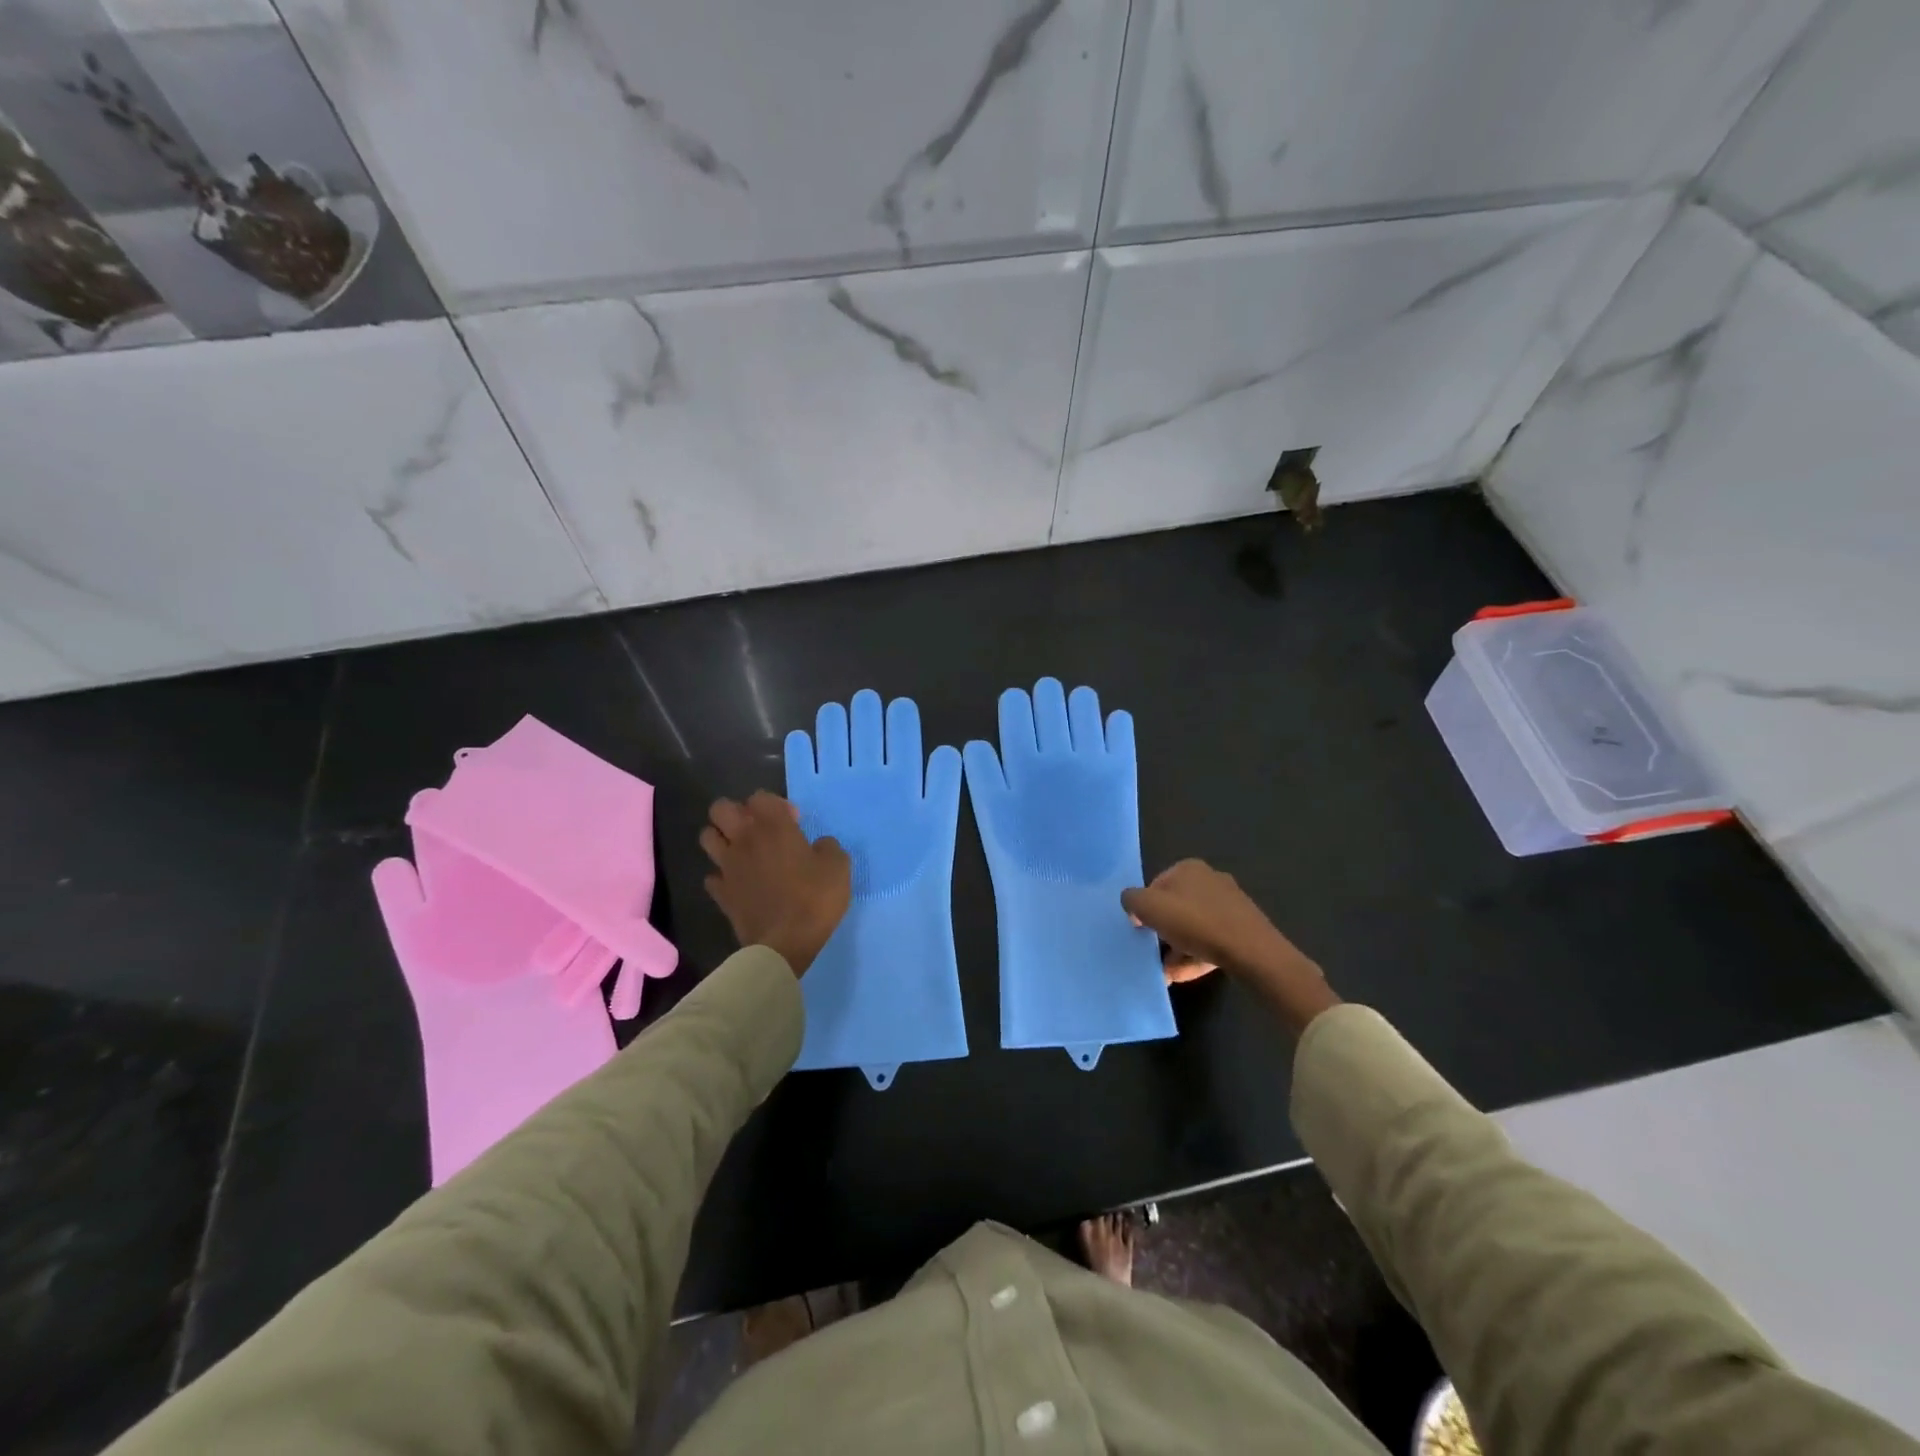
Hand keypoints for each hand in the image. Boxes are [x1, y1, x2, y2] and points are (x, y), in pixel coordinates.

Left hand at [701, 791, 850, 976]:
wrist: (785, 943)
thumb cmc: (814, 898)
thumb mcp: (839, 866)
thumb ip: (828, 847)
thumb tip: (819, 846)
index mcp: (773, 827)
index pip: (760, 797)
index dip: (775, 804)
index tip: (793, 821)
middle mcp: (744, 840)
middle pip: (721, 809)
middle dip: (737, 812)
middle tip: (758, 829)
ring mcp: (727, 867)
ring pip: (707, 837)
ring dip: (722, 839)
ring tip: (743, 851)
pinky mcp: (720, 894)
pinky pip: (712, 876)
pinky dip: (722, 876)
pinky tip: (738, 883)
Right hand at [1121, 860, 1337, 1033]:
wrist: (1252, 952)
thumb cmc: (1195, 923)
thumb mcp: (1149, 907)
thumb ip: (1132, 900)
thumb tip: (1133, 905)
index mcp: (1188, 868)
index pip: (1155, 886)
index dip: (1145, 908)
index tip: (1141, 930)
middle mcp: (1210, 880)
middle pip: (1175, 907)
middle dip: (1162, 931)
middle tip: (1152, 952)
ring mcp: (1230, 905)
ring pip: (1193, 926)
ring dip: (1176, 948)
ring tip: (1167, 972)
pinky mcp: (1242, 928)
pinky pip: (1211, 940)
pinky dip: (1195, 955)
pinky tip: (1184, 974)